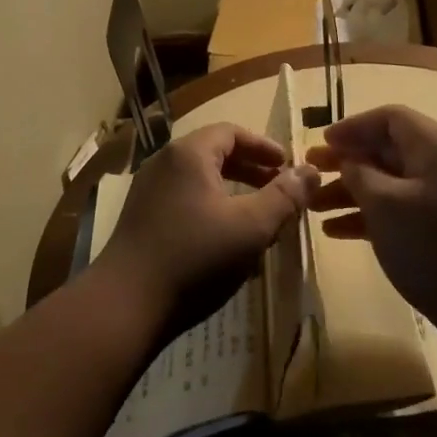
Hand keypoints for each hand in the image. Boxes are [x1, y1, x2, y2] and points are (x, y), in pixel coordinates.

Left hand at [97, 123, 318, 339]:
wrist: (126, 304)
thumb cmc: (195, 257)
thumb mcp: (251, 227)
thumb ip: (284, 196)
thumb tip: (310, 170)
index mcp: (188, 154)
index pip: (231, 132)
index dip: (263, 146)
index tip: (287, 166)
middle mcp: (164, 163)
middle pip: (214, 152)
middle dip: (250, 168)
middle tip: (278, 187)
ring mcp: (148, 190)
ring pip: (199, 179)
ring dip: (232, 190)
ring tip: (258, 214)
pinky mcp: (141, 218)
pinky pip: (184, 199)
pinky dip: (211, 207)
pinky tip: (226, 240)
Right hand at [306, 105, 436, 342]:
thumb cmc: (433, 245)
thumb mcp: (384, 204)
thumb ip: (359, 173)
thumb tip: (348, 160)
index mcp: (436, 145)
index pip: (389, 118)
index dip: (352, 127)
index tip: (321, 143)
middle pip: (387, 149)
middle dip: (347, 161)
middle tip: (310, 171)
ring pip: (390, 181)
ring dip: (351, 190)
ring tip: (313, 205)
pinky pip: (401, 206)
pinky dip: (370, 213)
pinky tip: (336, 230)